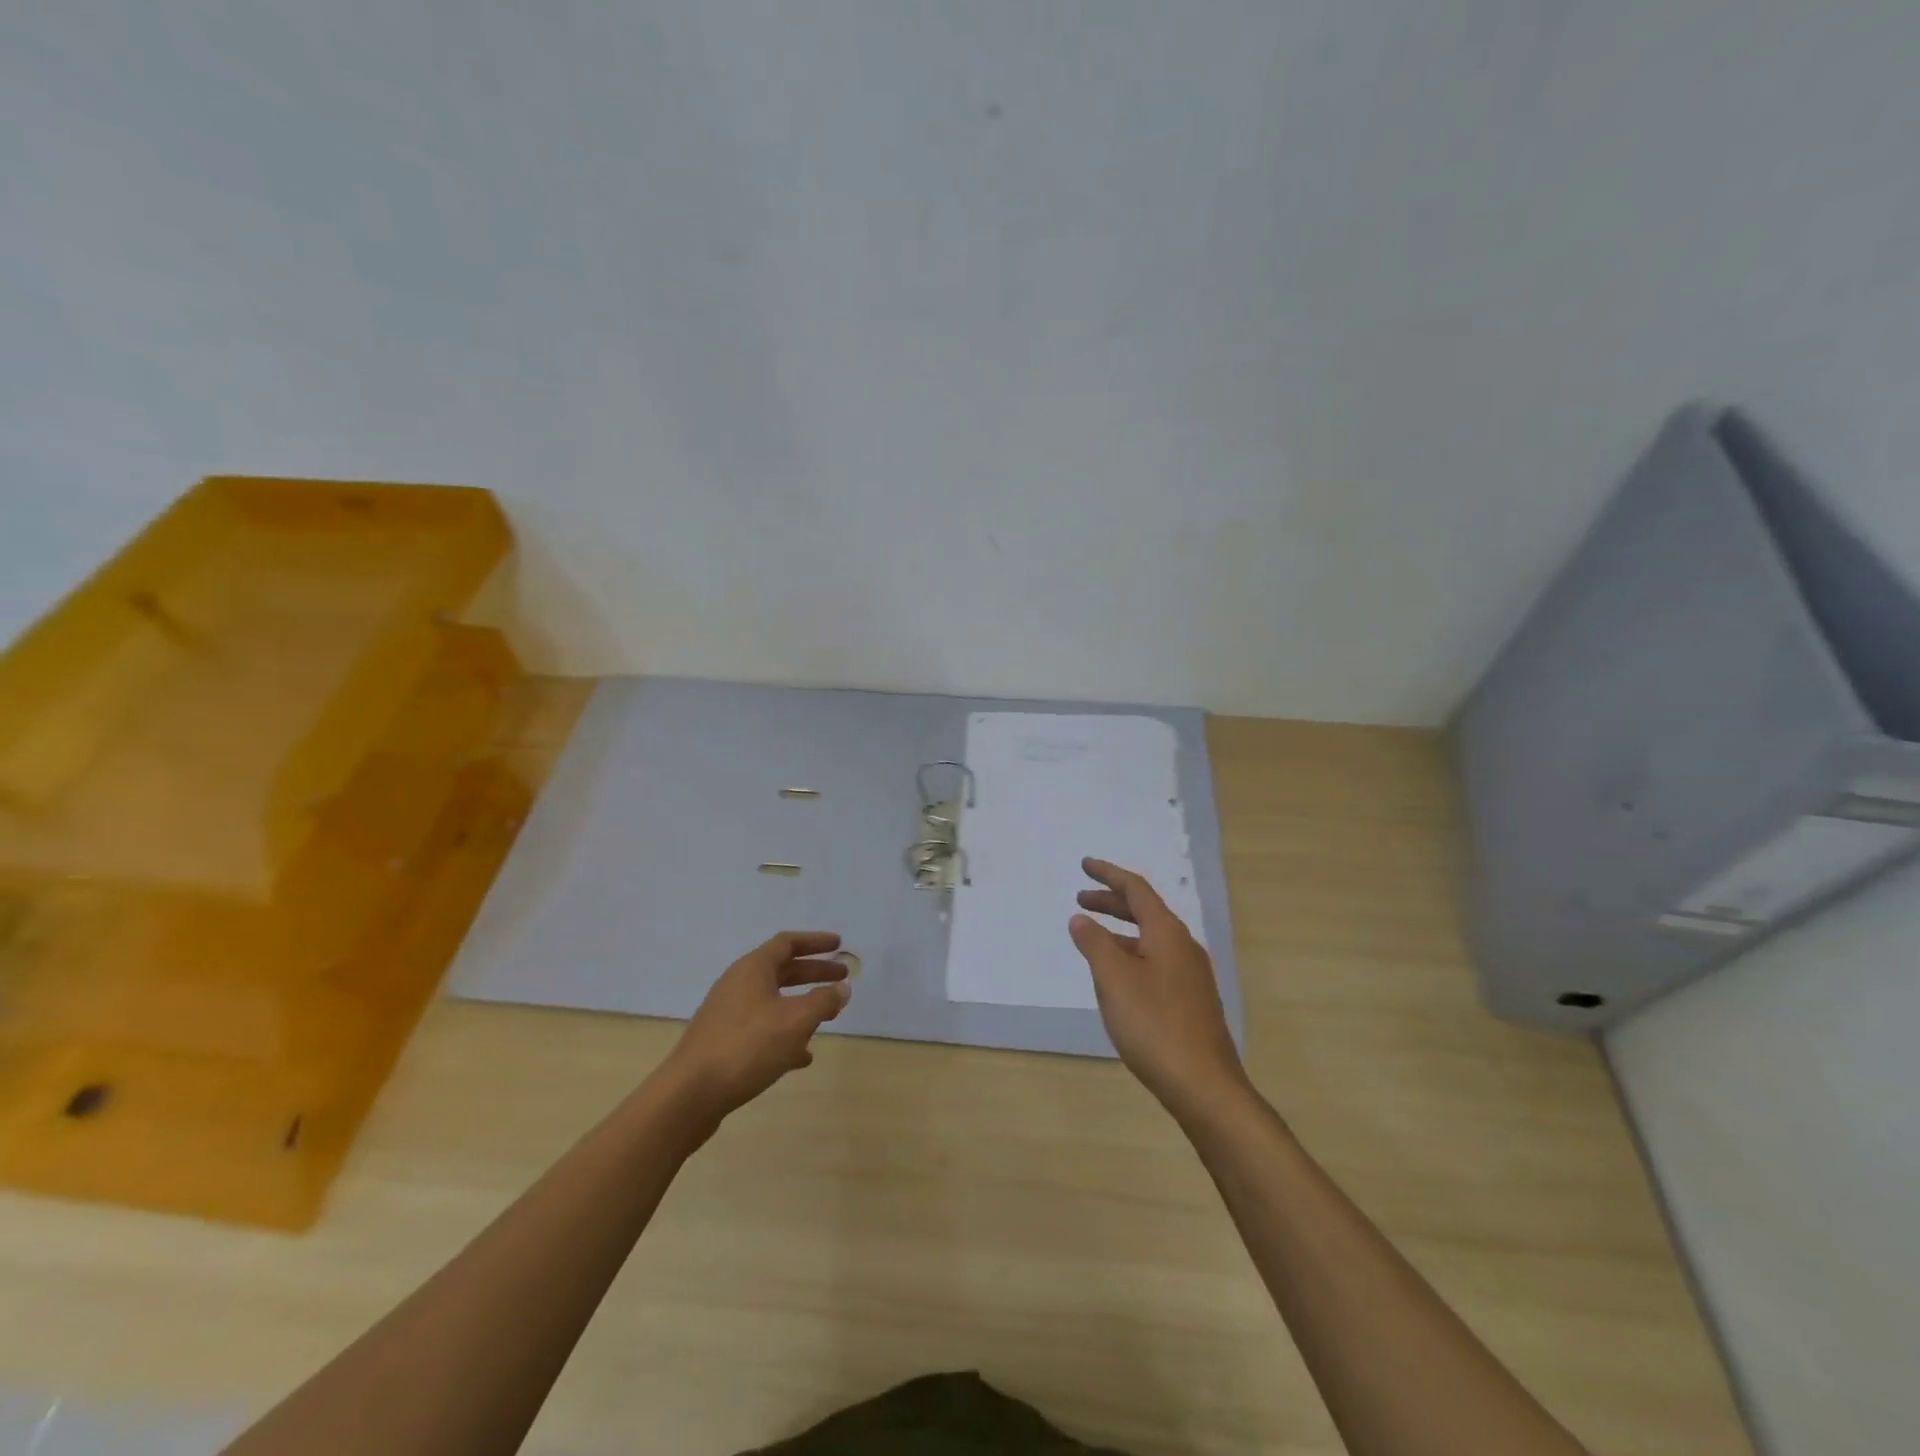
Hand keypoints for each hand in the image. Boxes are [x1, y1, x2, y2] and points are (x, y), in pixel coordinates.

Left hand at [663, 931, 850, 1122]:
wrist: (689, 1095)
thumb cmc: (747, 1047)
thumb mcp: (795, 1021)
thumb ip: (823, 1001)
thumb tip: (842, 988)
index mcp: (752, 969)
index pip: (787, 943)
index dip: (815, 942)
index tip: (839, 945)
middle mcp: (738, 985)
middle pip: (782, 970)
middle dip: (813, 973)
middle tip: (842, 978)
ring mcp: (728, 1014)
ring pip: (772, 1001)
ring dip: (801, 1004)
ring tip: (827, 1016)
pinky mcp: (723, 1042)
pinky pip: (761, 1028)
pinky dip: (785, 1033)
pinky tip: (802, 1055)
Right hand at [1070, 859, 1246, 1115]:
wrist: (1203, 1085)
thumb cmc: (1154, 1025)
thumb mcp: (1114, 980)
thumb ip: (1095, 944)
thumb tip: (1081, 919)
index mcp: (1167, 934)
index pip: (1136, 890)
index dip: (1109, 875)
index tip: (1085, 865)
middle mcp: (1183, 947)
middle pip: (1145, 911)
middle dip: (1112, 901)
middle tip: (1081, 898)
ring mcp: (1191, 975)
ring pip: (1151, 938)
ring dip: (1120, 930)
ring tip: (1092, 937)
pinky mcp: (1191, 1000)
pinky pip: (1156, 960)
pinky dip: (1131, 954)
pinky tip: (1117, 977)